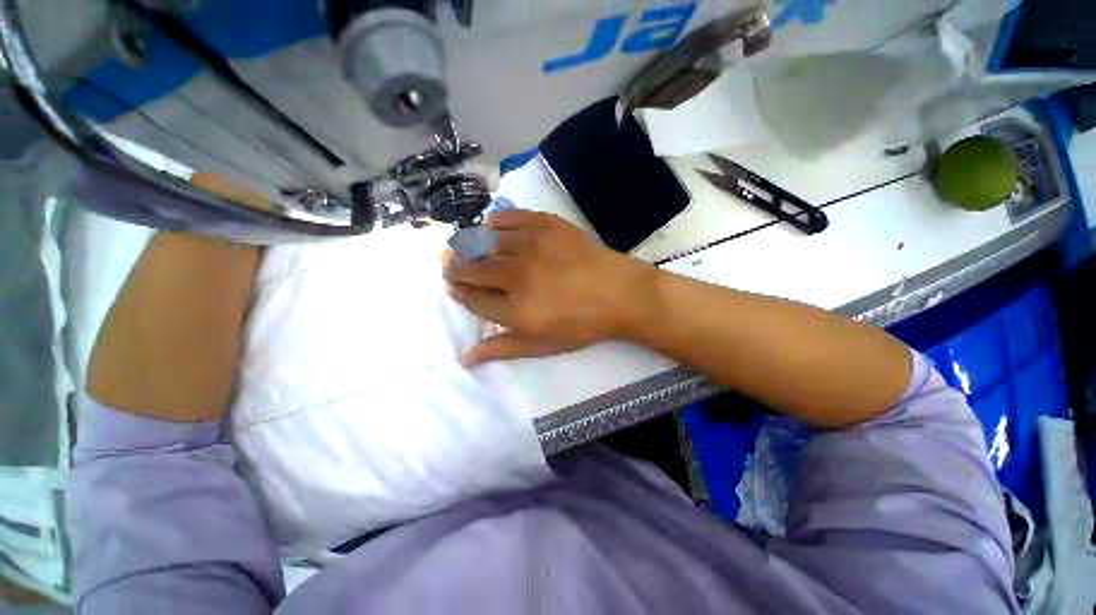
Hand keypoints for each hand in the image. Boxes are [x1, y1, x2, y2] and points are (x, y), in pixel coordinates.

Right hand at [442, 211, 655, 365]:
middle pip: (472, 269)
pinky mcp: (546, 225)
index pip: (472, 298)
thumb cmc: (582, 325)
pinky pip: (509, 219)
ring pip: (485, 243)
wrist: (620, 294)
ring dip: (470, 246)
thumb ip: (502, 348)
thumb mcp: (542, 346)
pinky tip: (491, 227)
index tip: (453, 286)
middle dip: (456, 268)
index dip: (458, 291)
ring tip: (466, 247)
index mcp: (515, 310)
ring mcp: (531, 246)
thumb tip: (465, 359)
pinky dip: (495, 223)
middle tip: (451, 265)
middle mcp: (516, 276)